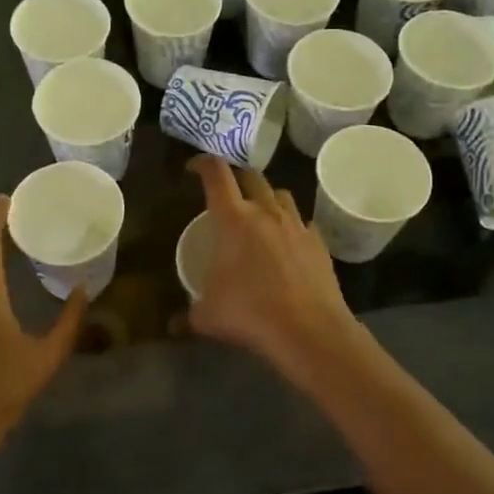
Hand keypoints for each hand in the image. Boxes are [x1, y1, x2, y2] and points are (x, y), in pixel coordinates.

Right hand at [186, 156, 363, 389]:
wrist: (309, 330)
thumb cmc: (249, 313)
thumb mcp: (208, 316)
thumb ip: (189, 314)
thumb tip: (174, 324)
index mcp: (233, 218)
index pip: (216, 173)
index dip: (202, 163)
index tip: (193, 169)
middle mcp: (265, 211)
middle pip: (251, 176)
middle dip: (237, 178)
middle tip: (227, 194)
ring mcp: (296, 224)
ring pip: (281, 194)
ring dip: (267, 198)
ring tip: (259, 215)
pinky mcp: (319, 242)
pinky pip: (303, 223)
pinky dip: (292, 226)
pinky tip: (288, 244)